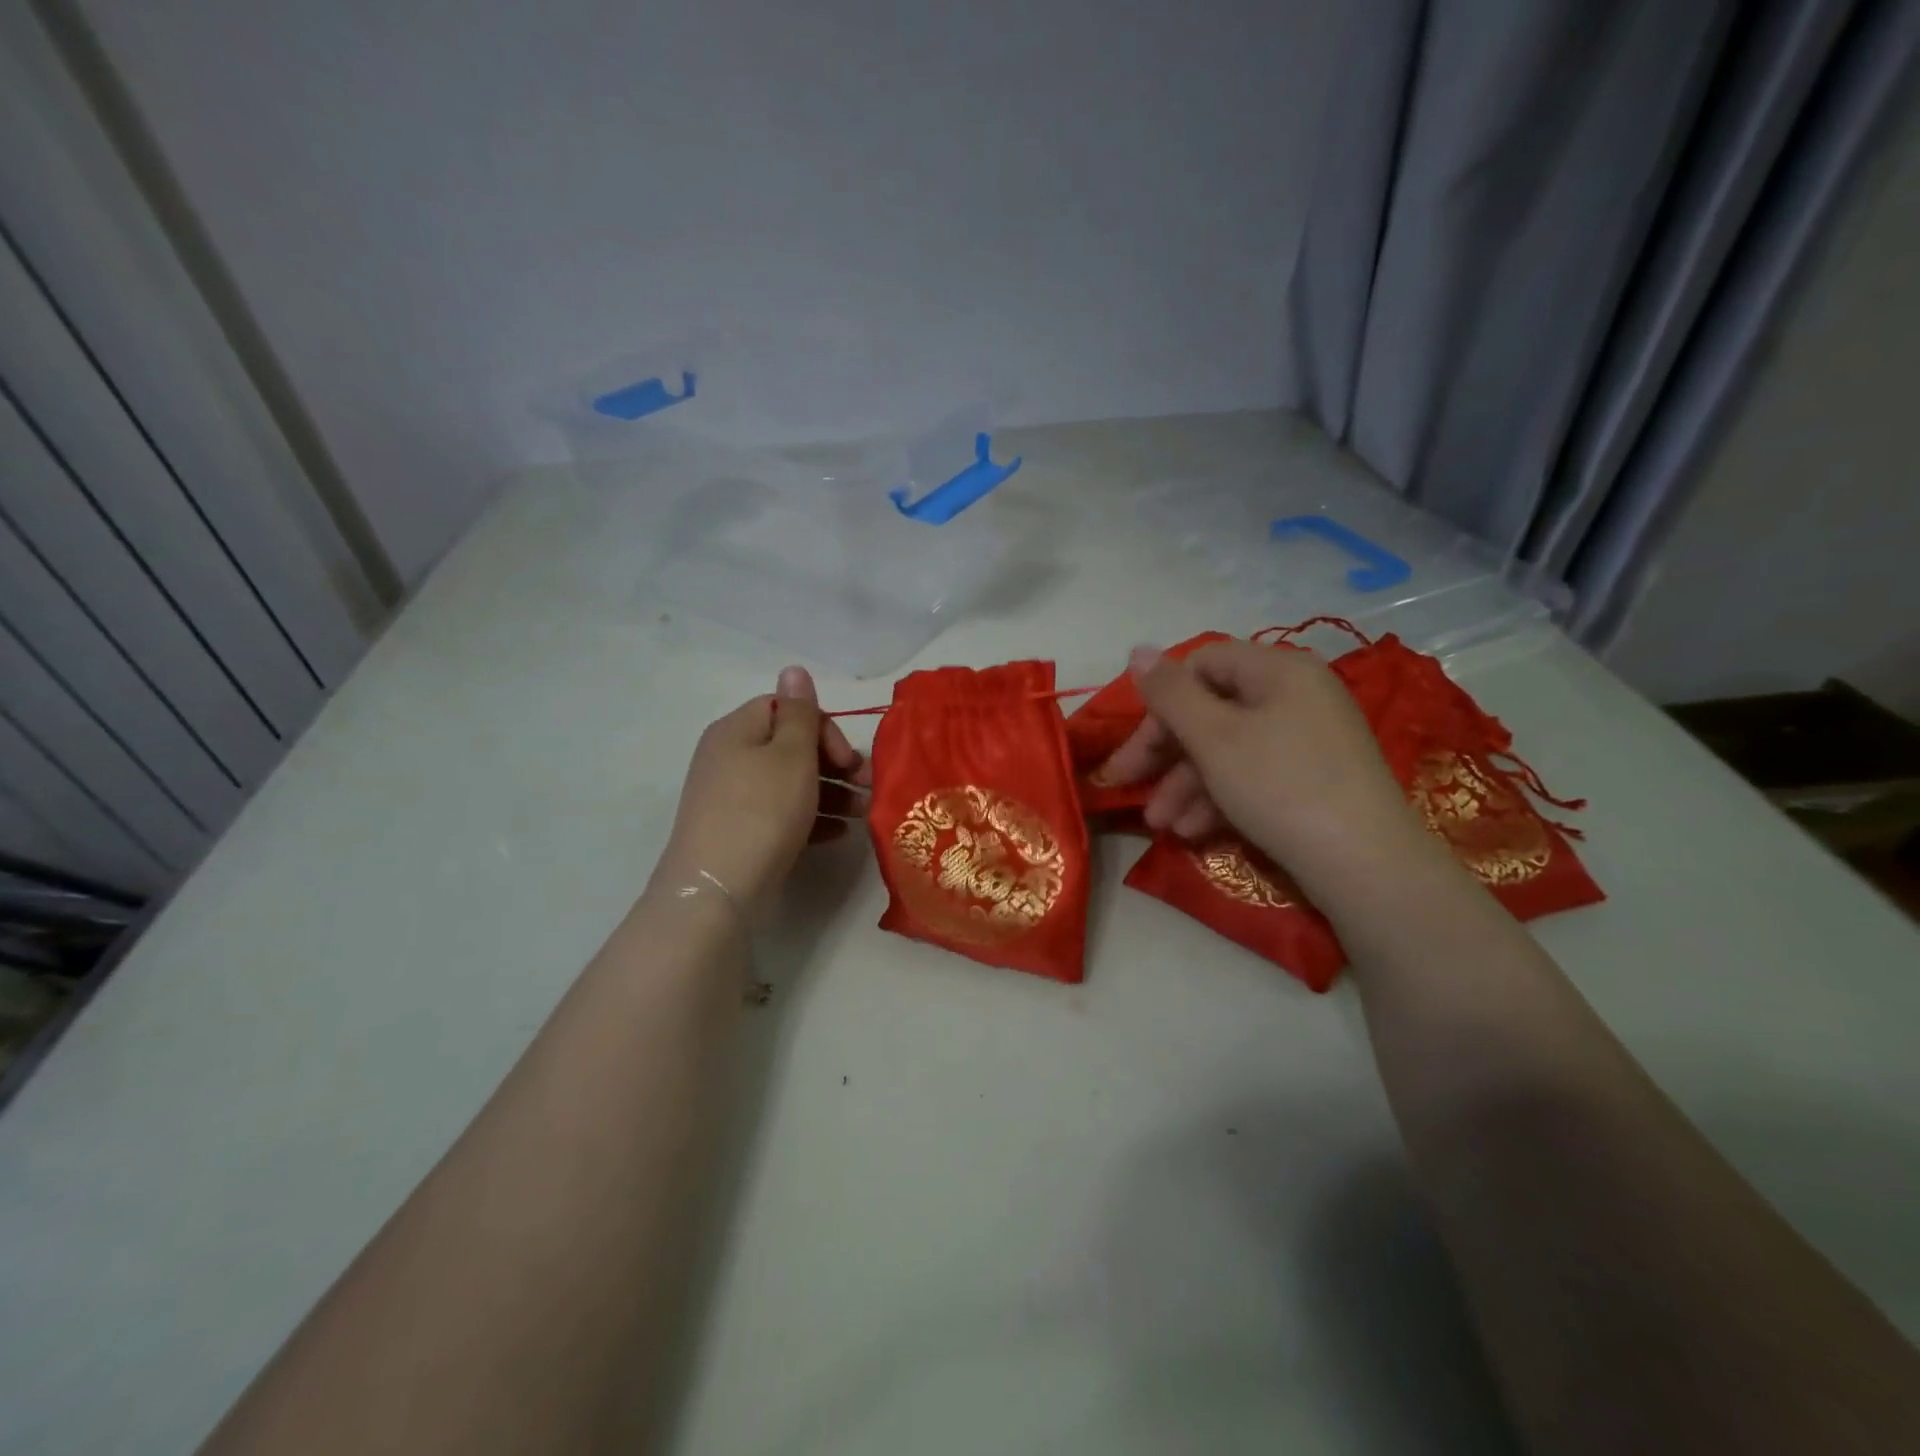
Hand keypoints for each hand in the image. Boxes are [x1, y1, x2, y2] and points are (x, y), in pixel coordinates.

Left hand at [649, 666, 868, 918]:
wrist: (718, 889)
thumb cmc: (762, 811)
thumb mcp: (790, 755)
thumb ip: (799, 712)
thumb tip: (793, 669)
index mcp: (737, 731)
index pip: (785, 709)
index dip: (822, 727)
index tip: (847, 758)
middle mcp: (730, 758)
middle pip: (790, 746)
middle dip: (833, 763)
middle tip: (866, 785)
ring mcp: (733, 798)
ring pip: (790, 783)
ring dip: (831, 792)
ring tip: (863, 813)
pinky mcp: (740, 831)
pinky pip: (781, 814)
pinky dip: (811, 818)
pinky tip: (839, 834)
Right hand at [1095, 640, 1434, 891]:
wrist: (1365, 865)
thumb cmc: (1280, 786)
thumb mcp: (1213, 737)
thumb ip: (1169, 693)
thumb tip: (1137, 650)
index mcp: (1277, 669)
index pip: (1201, 663)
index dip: (1160, 701)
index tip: (1134, 744)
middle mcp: (1296, 694)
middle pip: (1211, 710)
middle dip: (1165, 753)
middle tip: (1127, 785)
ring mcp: (1308, 738)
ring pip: (1228, 749)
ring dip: (1186, 785)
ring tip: (1161, 825)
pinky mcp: (1313, 778)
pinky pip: (1253, 774)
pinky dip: (1219, 798)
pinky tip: (1193, 833)